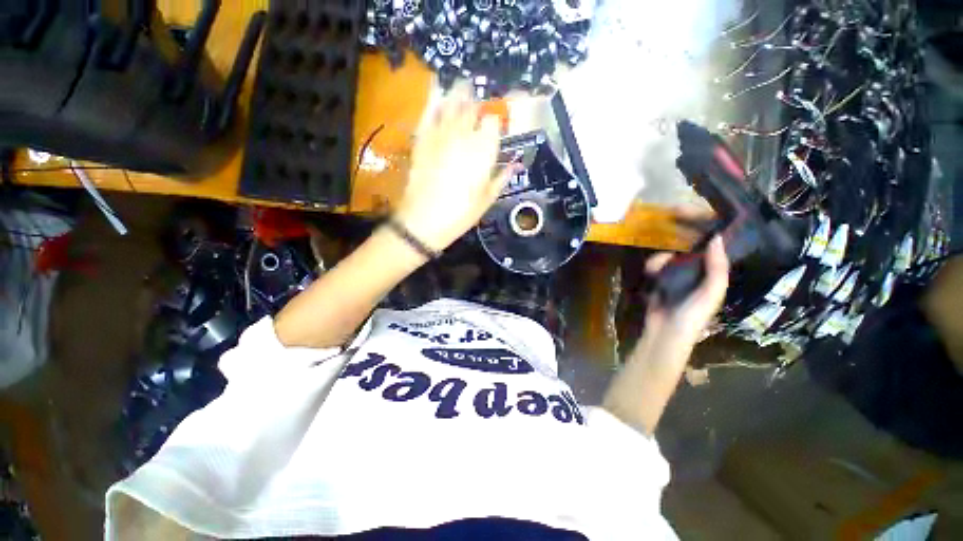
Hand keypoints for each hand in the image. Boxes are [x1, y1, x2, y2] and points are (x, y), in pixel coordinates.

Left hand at [393, 87, 513, 251]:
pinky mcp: (422, 139)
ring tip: (463, 85)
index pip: (493, 122)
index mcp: (483, 150)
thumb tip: (515, 165)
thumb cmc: (460, 214)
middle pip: (472, 108)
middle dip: (478, 103)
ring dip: (459, 93)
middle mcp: (463, 135)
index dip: (495, 122)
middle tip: (479, 103)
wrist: (424, 221)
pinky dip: (434, 99)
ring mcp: (440, 134)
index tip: (495, 127)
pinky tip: (438, 89)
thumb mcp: (486, 200)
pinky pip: (428, 112)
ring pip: (451, 103)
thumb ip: (501, 178)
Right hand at [643, 236, 729, 348]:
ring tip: (656, 263)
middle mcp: (695, 276)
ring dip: (661, 258)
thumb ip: (717, 268)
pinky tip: (649, 271)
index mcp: (712, 278)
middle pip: (689, 252)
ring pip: (670, 258)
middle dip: (679, 245)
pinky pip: (656, 268)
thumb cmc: (693, 314)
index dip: (709, 237)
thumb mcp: (712, 292)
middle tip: (670, 241)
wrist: (665, 332)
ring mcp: (675, 279)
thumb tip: (716, 238)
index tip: (701, 219)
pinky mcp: (658, 283)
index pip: (713, 253)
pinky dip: (652, 267)